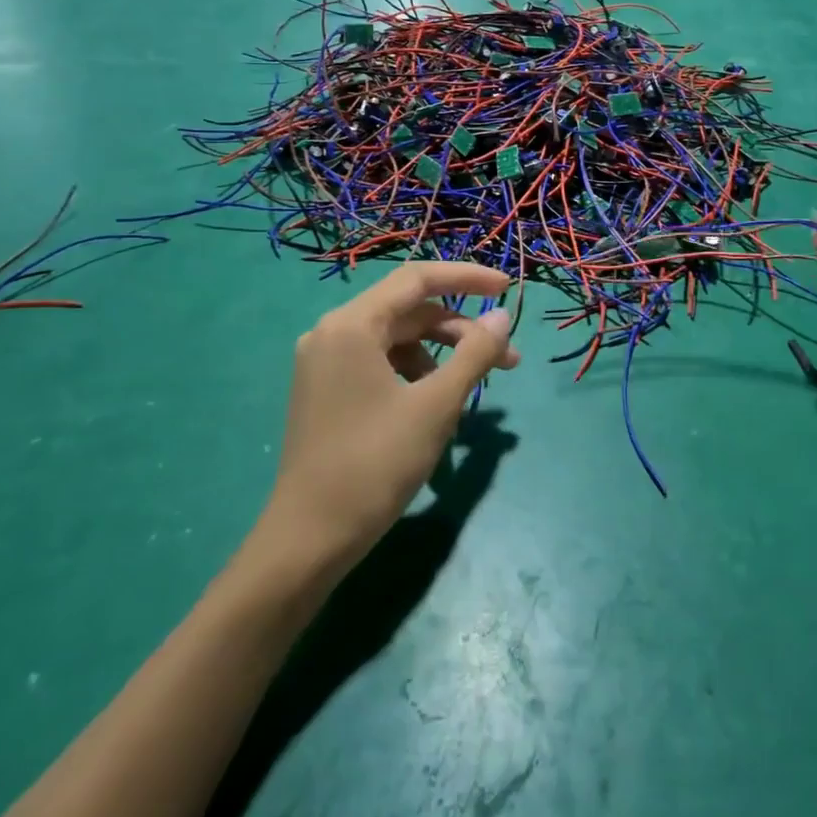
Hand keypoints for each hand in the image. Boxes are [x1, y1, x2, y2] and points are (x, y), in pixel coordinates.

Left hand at [259, 262, 517, 574]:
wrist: (309, 539)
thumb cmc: (375, 464)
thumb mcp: (436, 406)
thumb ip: (474, 353)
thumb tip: (503, 317)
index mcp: (351, 325)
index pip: (417, 280)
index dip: (467, 277)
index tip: (508, 288)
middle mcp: (332, 332)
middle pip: (409, 312)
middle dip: (461, 331)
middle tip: (507, 361)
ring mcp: (324, 362)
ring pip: (397, 340)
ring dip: (441, 356)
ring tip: (472, 391)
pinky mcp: (325, 390)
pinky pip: (380, 363)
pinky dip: (415, 374)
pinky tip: (435, 407)